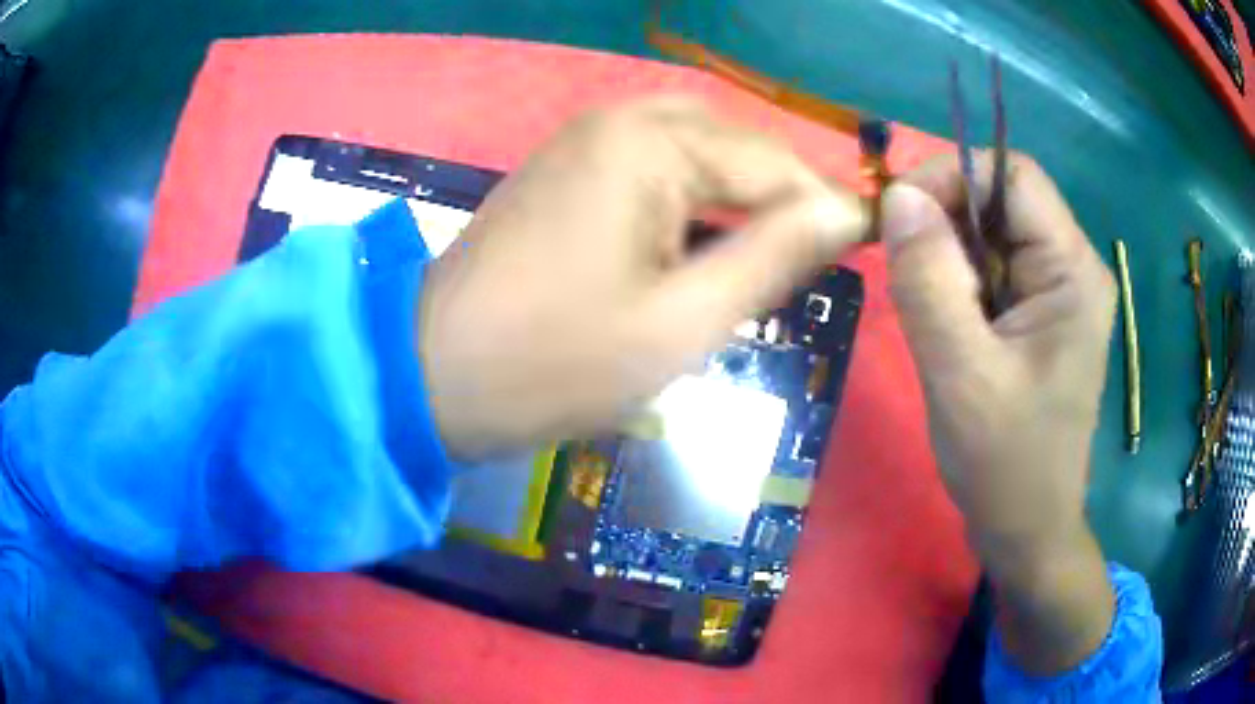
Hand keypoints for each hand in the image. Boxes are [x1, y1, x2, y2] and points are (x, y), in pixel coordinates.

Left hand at [418, 97, 866, 461]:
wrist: (430, 376)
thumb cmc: (554, 362)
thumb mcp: (684, 321)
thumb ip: (774, 255)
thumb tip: (846, 213)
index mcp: (649, 142)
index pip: (773, 165)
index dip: (826, 210)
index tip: (866, 254)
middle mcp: (616, 120)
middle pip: (733, 149)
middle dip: (778, 202)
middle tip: (808, 266)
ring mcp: (582, 141)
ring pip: (694, 156)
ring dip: (736, 200)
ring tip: (765, 261)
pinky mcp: (564, 171)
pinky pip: (651, 168)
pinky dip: (690, 201)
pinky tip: (701, 245)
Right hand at [880, 154, 1116, 674]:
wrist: (1027, 530)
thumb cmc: (1005, 465)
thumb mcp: (961, 375)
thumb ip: (930, 281)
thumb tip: (897, 196)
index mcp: (1073, 272)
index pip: (1013, 174)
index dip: (952, 176)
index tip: (899, 216)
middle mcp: (1073, 268)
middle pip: (1002, 200)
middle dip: (946, 220)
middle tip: (905, 270)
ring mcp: (1059, 293)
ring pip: (993, 234)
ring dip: (949, 257)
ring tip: (930, 313)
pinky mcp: (1041, 316)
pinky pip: (993, 269)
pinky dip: (959, 282)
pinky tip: (947, 326)